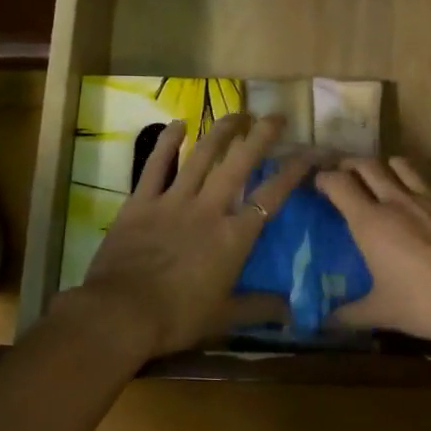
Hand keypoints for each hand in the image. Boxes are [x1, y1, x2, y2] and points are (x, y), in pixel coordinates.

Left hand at [73, 113, 316, 359]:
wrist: (120, 313)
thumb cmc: (177, 318)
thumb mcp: (224, 317)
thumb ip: (259, 309)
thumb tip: (293, 312)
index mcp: (233, 237)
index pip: (272, 196)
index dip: (294, 171)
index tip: (310, 151)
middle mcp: (209, 209)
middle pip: (239, 163)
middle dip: (260, 136)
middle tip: (275, 116)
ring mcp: (173, 201)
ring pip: (202, 156)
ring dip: (221, 131)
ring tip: (236, 113)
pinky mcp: (141, 202)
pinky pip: (156, 165)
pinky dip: (167, 143)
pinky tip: (177, 124)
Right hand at [316, 157, 430, 345]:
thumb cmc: (427, 304)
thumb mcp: (382, 313)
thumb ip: (349, 314)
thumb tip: (323, 323)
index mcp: (371, 222)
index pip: (339, 184)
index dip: (324, 179)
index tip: (319, 185)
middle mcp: (398, 200)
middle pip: (367, 164)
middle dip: (351, 165)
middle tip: (345, 175)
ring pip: (402, 164)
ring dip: (386, 167)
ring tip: (383, 179)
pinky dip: (424, 187)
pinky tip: (427, 204)